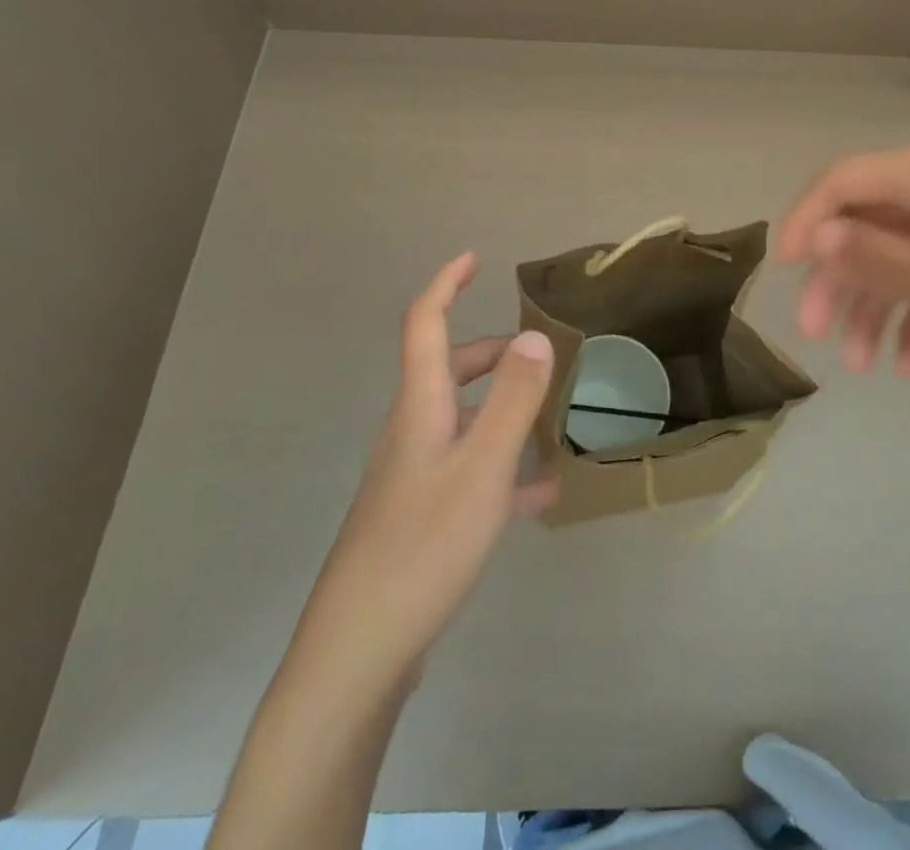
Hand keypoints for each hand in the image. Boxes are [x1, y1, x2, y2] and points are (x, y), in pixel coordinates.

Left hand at [302, 253, 556, 683]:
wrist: (360, 651)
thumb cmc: (424, 545)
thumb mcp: (482, 467)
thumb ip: (512, 400)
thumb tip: (535, 336)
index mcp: (420, 407)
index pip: (424, 324)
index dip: (445, 285)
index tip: (473, 259)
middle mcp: (411, 432)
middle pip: (446, 370)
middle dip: (490, 353)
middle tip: (537, 357)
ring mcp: (413, 476)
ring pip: (460, 420)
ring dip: (500, 409)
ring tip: (548, 420)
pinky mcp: (420, 516)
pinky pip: (467, 471)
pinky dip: (501, 467)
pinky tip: (539, 492)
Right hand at [777, 141, 909, 405]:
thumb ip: (872, 256)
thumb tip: (818, 235)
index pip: (843, 181)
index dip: (805, 220)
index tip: (783, 272)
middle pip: (868, 222)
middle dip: (837, 277)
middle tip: (814, 331)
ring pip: (898, 255)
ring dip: (873, 305)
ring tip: (861, 365)